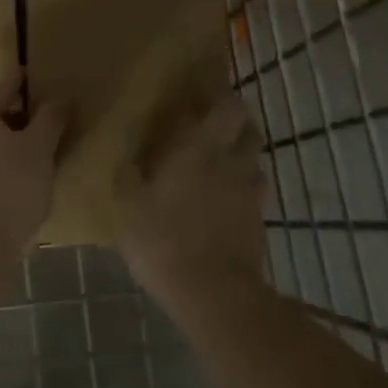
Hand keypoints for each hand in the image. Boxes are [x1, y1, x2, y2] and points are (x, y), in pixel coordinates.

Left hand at [0, 72, 66, 251]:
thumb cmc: (11, 184)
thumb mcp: (39, 148)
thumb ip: (51, 118)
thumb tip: (62, 96)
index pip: (4, 87)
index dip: (22, 81)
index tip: (34, 74)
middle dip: (18, 113)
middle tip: (44, 113)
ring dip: (10, 138)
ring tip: (37, 144)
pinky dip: (1, 158)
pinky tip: (21, 171)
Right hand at [115, 93, 266, 308]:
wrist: (212, 292)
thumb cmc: (163, 239)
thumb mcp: (128, 205)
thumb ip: (129, 174)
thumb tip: (130, 156)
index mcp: (199, 147)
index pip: (224, 106)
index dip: (218, 96)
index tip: (203, 94)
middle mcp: (231, 161)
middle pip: (248, 127)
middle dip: (235, 121)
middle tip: (213, 126)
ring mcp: (250, 192)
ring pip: (254, 160)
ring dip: (241, 155)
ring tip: (220, 164)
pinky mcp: (259, 221)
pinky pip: (253, 193)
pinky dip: (242, 189)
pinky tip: (225, 201)